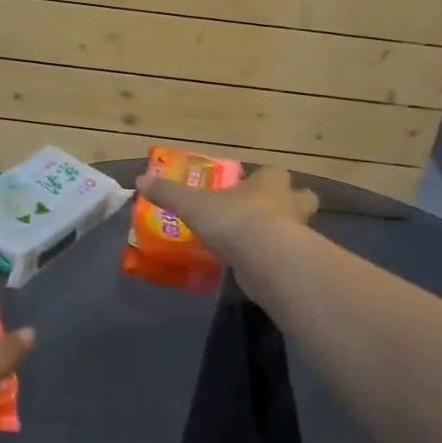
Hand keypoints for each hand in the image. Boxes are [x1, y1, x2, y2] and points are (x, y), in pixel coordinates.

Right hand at [134, 163, 318, 265]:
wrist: (266, 258)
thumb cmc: (234, 219)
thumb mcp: (192, 204)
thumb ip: (169, 193)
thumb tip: (140, 181)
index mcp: (271, 182)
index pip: (275, 173)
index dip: (265, 180)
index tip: (250, 188)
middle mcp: (291, 204)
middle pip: (301, 199)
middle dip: (289, 205)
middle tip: (266, 214)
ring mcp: (300, 235)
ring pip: (298, 230)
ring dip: (282, 235)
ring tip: (256, 246)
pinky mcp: (297, 264)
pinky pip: (287, 258)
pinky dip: (274, 261)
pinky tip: (255, 268)